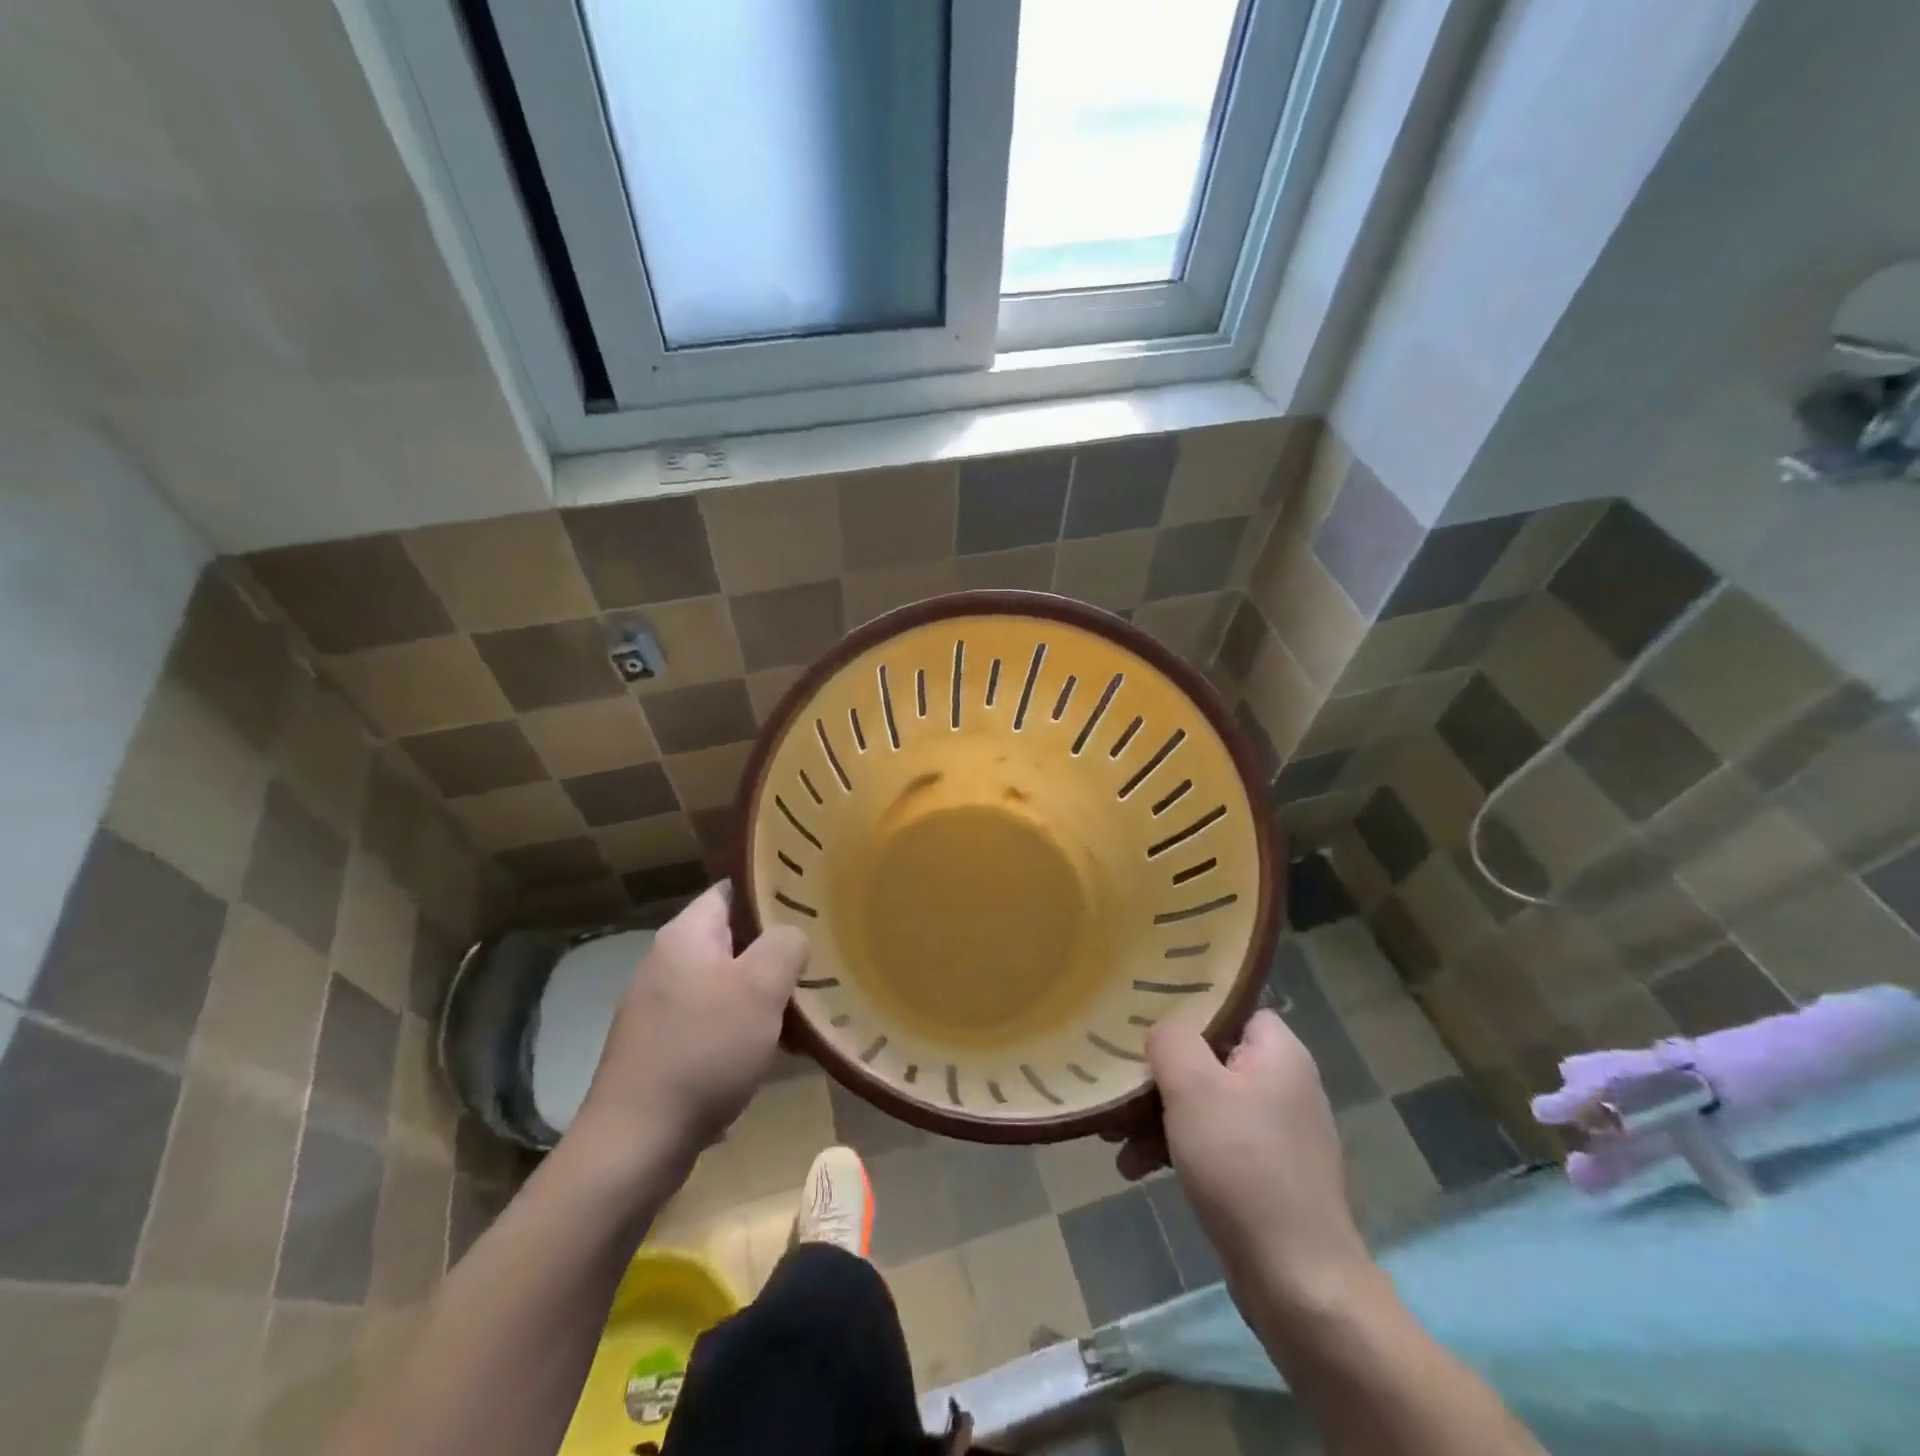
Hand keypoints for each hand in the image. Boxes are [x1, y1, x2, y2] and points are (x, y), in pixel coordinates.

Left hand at [571, 883, 808, 1173]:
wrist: (636, 1143)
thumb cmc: (703, 1051)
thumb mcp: (759, 988)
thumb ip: (785, 946)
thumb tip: (792, 937)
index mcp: (685, 936)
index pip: (732, 891)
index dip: (772, 892)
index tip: (812, 904)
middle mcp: (668, 963)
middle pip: (734, 939)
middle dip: (776, 951)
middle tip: (819, 960)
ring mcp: (662, 1007)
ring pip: (728, 984)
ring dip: (765, 995)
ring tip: (807, 1009)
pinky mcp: (663, 1047)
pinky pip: (715, 1021)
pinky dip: (746, 1028)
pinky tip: (774, 1050)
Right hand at [1126, 1010, 1372, 1313]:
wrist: (1298, 1282)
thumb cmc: (1243, 1165)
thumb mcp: (1194, 1087)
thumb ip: (1171, 1040)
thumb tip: (1163, 1031)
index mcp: (1278, 1052)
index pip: (1228, 1006)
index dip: (1185, 1009)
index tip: (1141, 1020)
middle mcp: (1283, 1084)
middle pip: (1208, 1057)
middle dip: (1158, 1075)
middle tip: (1117, 1085)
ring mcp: (1275, 1133)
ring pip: (1204, 1103)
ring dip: (1156, 1116)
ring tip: (1113, 1137)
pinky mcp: (1265, 1174)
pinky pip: (1212, 1143)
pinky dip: (1175, 1148)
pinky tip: (1135, 1168)